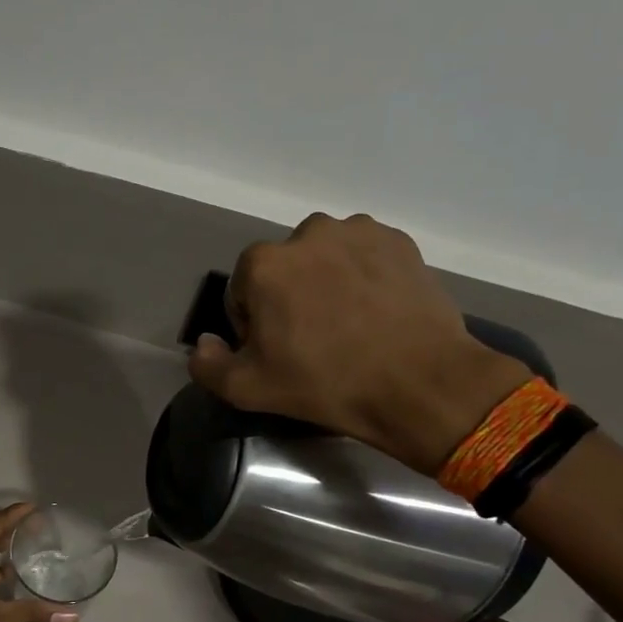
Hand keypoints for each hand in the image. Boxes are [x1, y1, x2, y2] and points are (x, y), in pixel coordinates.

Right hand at [187, 214, 531, 473]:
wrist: (418, 382)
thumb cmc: (324, 383)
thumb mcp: (247, 389)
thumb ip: (207, 364)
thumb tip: (204, 343)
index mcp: (264, 264)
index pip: (241, 292)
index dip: (252, 326)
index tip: (276, 353)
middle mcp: (309, 233)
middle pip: (283, 270)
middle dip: (288, 299)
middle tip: (312, 342)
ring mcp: (359, 232)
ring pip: (324, 260)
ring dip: (325, 284)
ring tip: (347, 327)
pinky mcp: (399, 242)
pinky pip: (364, 258)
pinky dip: (362, 279)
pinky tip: (375, 314)